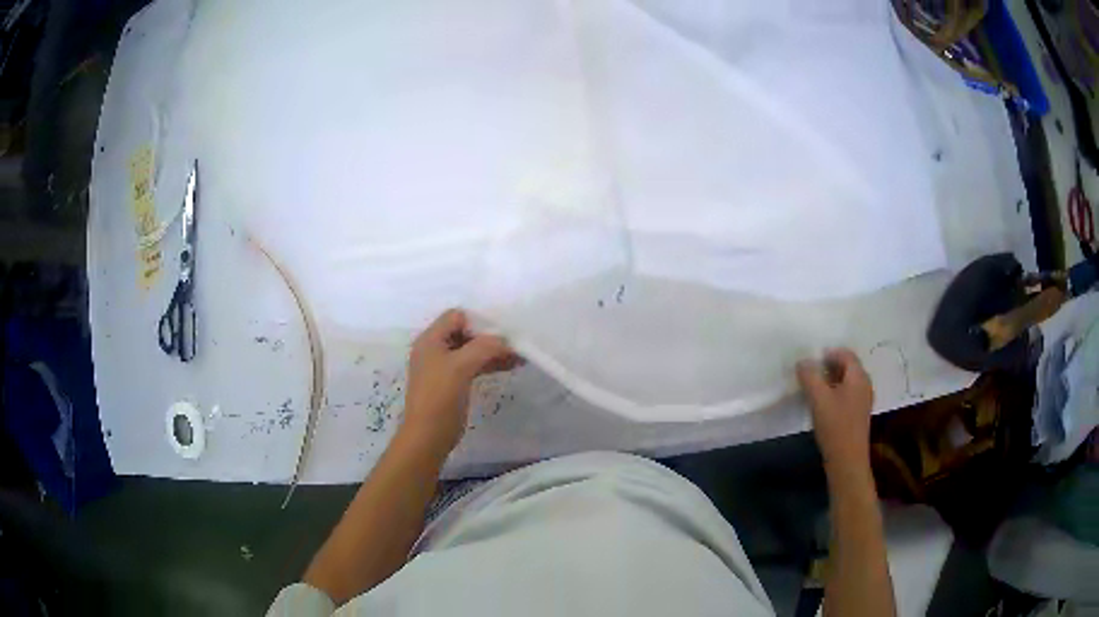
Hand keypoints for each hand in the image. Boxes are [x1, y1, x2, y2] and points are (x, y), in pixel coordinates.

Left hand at [400, 309, 519, 454]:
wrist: (428, 436)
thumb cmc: (440, 397)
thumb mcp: (461, 367)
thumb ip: (483, 347)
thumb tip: (505, 340)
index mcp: (430, 340)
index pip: (456, 316)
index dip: (478, 320)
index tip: (501, 331)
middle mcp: (434, 349)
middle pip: (465, 333)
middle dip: (490, 337)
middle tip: (515, 344)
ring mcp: (443, 367)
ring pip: (471, 351)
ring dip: (493, 351)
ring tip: (519, 357)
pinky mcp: (452, 383)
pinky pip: (473, 366)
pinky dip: (489, 364)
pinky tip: (510, 367)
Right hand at [796, 349, 874, 476]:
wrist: (847, 460)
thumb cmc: (835, 426)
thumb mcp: (818, 399)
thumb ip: (810, 377)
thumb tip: (803, 361)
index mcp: (859, 377)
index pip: (846, 353)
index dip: (829, 353)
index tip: (811, 361)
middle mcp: (865, 385)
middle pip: (847, 367)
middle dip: (829, 366)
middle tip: (810, 373)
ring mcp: (863, 400)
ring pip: (847, 382)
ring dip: (830, 380)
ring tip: (814, 388)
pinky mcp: (858, 414)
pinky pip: (847, 394)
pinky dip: (835, 393)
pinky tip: (823, 405)